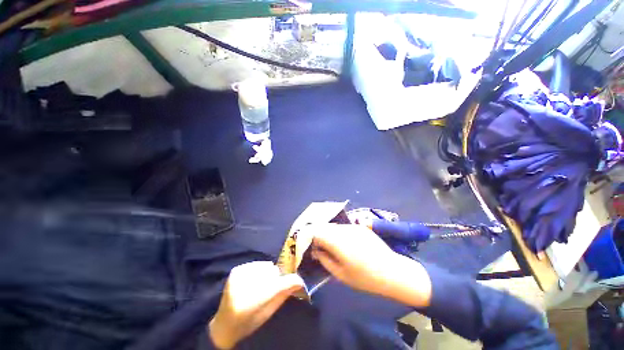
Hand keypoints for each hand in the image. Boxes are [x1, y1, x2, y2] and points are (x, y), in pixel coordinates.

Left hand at [209, 261, 304, 348]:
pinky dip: (259, 271)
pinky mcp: (236, 270)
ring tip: (260, 286)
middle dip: (276, 279)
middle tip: (271, 289)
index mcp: (249, 305)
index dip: (290, 281)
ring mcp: (237, 276)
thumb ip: (283, 295)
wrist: (224, 325)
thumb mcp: (268, 314)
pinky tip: (253, 281)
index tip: (299, 281)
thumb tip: (299, 281)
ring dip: (268, 274)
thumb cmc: (249, 323)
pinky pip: (257, 264)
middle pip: (272, 272)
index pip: (277, 286)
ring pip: (266, 266)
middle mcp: (242, 287)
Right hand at [309, 223, 431, 306]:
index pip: (316, 232)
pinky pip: (344, 227)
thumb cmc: (365, 277)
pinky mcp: (361, 227)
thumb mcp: (340, 274)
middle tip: (320, 248)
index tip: (311, 248)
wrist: (392, 272)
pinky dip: (339, 233)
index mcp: (338, 241)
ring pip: (334, 226)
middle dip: (319, 236)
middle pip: (325, 227)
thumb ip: (324, 260)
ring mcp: (354, 226)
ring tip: (333, 247)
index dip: (310, 239)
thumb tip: (315, 250)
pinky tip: (345, 244)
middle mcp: (344, 230)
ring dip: (329, 234)